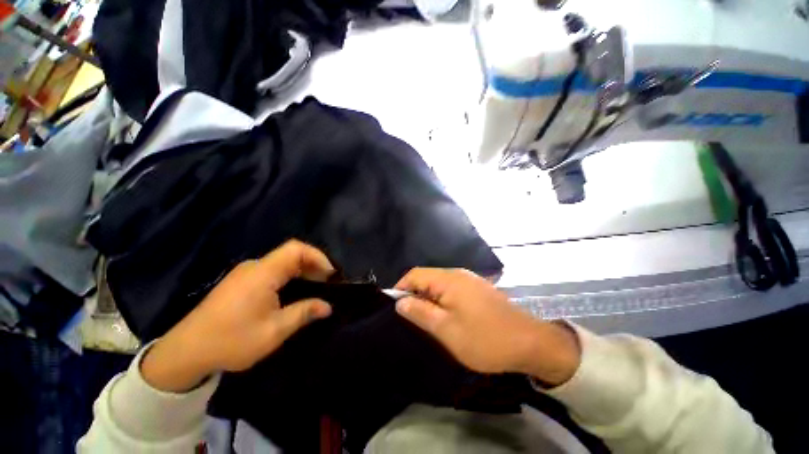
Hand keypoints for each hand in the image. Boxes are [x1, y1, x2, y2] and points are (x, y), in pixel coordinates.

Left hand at [141, 240, 334, 391]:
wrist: (185, 352)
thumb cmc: (231, 341)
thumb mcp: (273, 331)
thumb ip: (303, 313)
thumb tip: (328, 306)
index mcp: (263, 273)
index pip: (296, 249)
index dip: (318, 257)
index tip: (330, 275)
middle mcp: (254, 267)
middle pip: (291, 254)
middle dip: (313, 266)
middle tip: (327, 285)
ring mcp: (245, 273)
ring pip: (282, 263)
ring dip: (302, 272)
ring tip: (315, 289)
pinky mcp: (240, 282)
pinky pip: (272, 271)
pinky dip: (289, 277)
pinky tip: (293, 294)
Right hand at [395, 268, 579, 386]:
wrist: (530, 343)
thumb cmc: (484, 338)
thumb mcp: (446, 329)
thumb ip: (420, 312)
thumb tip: (400, 301)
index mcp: (448, 279)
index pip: (415, 274)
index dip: (401, 287)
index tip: (395, 307)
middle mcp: (458, 274)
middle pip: (427, 278)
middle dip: (415, 295)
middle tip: (411, 318)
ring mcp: (470, 281)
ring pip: (439, 285)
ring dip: (429, 299)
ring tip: (426, 320)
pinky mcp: (478, 290)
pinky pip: (452, 290)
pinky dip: (442, 300)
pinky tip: (446, 317)